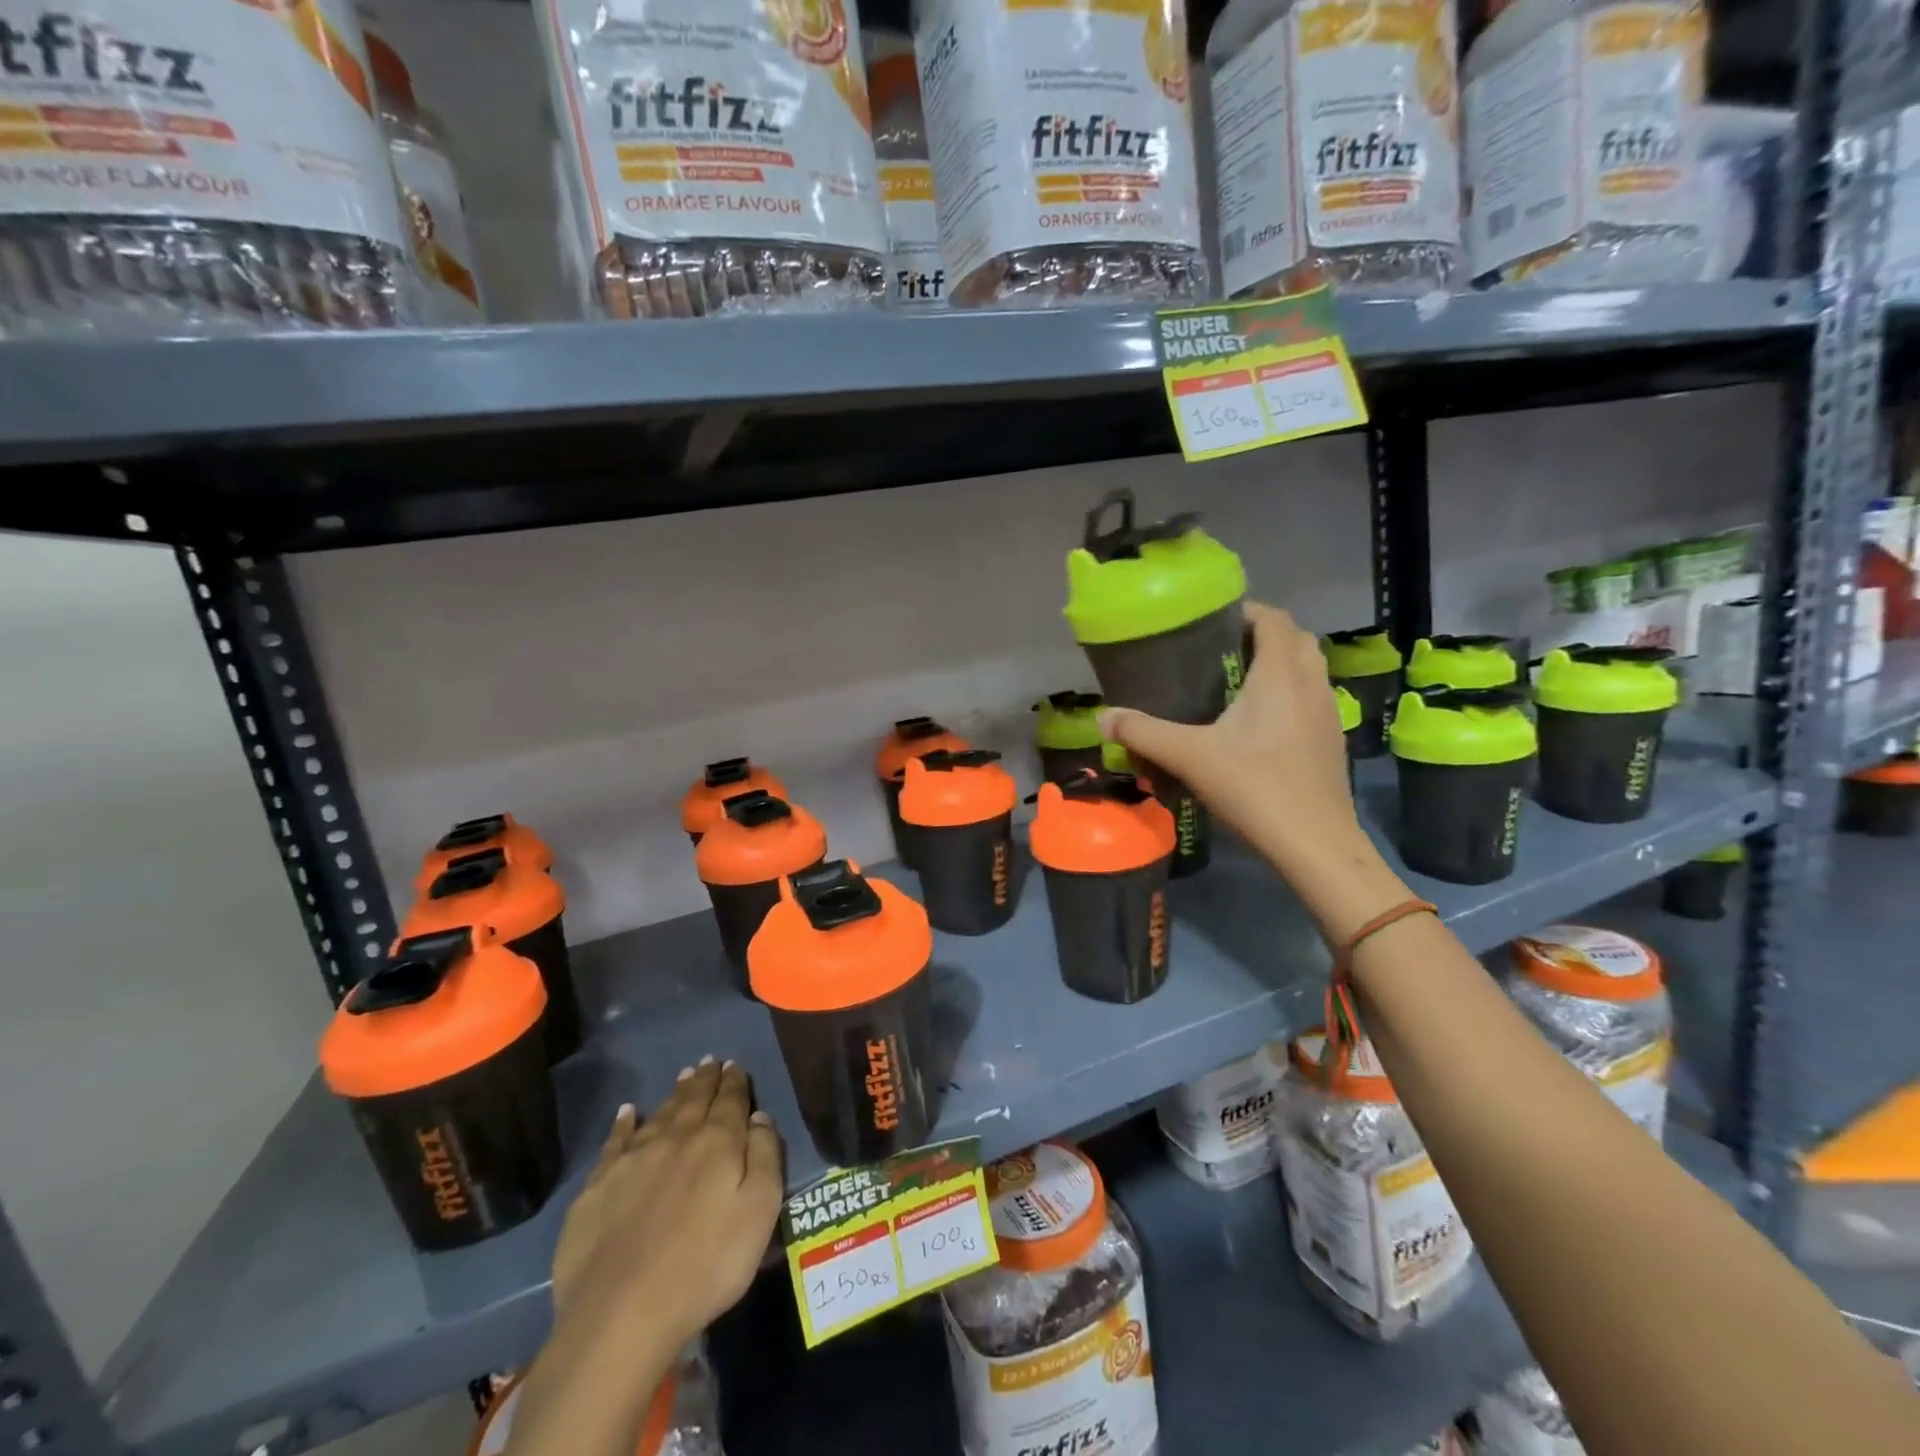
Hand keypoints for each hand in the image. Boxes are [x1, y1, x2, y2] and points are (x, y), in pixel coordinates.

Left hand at [552, 1057, 784, 1353]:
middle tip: (709, 1061)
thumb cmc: (706, 1265)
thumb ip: (765, 1157)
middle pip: (694, 1101)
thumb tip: (759, 1116)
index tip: (735, 1065)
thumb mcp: (759, 1211)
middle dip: (705, 1080)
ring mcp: (632, 1161)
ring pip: (660, 1114)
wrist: (622, 1315)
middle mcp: (676, 1139)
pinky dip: (623, 1123)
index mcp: (717, 1143)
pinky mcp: (597, 1188)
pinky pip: (615, 1142)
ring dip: (674, 1095)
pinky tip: (627, 1112)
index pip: (730, 1101)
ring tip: (683, 1077)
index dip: (735, 1082)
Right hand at [1098, 601, 1364, 877]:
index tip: (1209, 622)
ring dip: (1279, 665)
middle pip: (1294, 639)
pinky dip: (1289, 695)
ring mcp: (1328, 712)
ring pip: (1308, 669)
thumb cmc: (1254, 786)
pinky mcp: (1332, 740)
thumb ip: (1144, 733)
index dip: (1244, 612)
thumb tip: (1103, 718)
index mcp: (1280, 674)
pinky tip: (1259, 724)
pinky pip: (1311, 698)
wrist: (1314, 843)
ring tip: (1236, 684)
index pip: (1273, 618)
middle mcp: (1311, 683)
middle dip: (1261, 636)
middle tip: (1220, 652)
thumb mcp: (1190, 757)